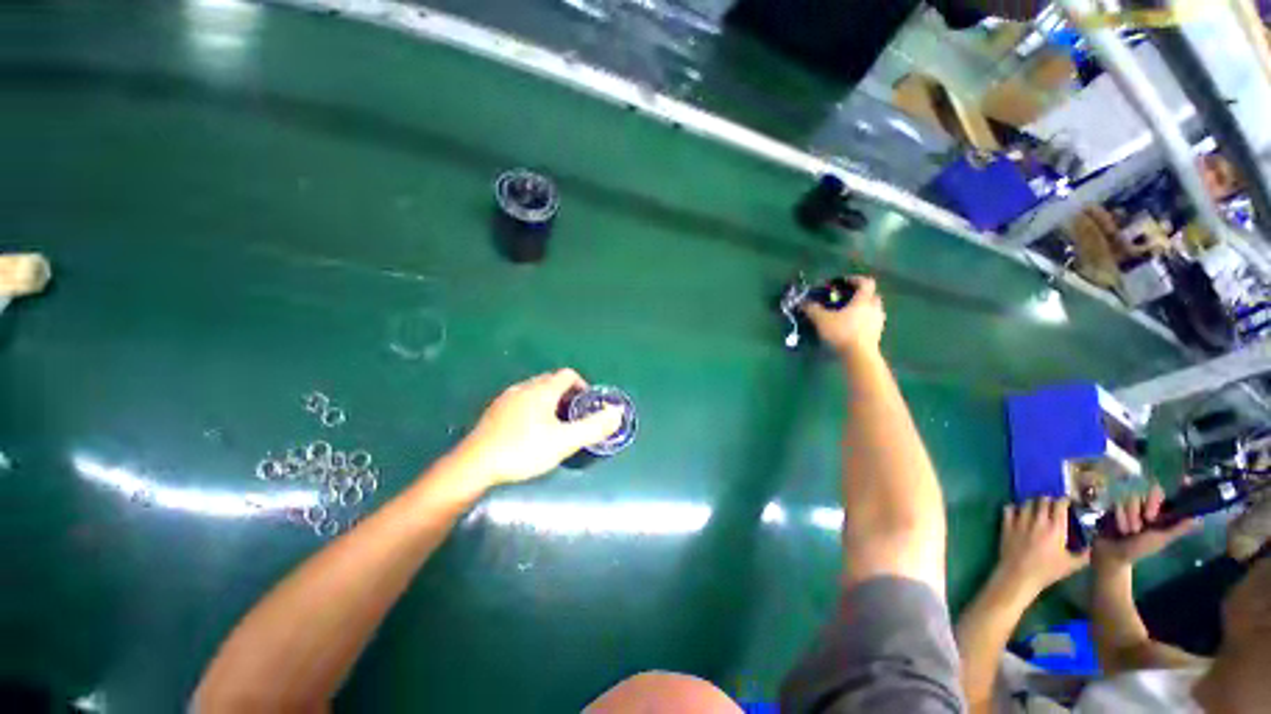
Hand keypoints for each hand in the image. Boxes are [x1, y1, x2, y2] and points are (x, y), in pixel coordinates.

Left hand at [452, 370, 623, 487]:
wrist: (474, 465)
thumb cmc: (523, 450)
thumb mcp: (564, 441)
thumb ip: (593, 426)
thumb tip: (617, 412)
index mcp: (542, 390)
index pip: (568, 375)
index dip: (582, 386)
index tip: (587, 406)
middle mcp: (524, 387)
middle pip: (552, 381)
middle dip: (567, 395)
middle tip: (573, 418)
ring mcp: (507, 398)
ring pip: (535, 391)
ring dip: (550, 402)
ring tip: (554, 426)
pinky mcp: (494, 411)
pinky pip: (521, 401)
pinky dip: (532, 409)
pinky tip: (529, 431)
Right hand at [804, 277, 884, 356]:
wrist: (859, 355)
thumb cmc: (842, 333)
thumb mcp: (822, 320)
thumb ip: (813, 309)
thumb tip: (803, 303)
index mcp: (863, 300)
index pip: (866, 283)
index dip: (855, 280)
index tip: (842, 283)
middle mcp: (874, 308)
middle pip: (871, 295)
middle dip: (859, 295)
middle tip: (845, 299)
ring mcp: (878, 321)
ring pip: (872, 309)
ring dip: (862, 308)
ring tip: (847, 314)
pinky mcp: (877, 334)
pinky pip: (871, 321)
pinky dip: (863, 320)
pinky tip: (851, 327)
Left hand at [996, 497, 1088, 596]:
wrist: (1020, 574)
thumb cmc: (1048, 570)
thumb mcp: (1071, 565)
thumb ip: (1084, 555)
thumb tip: (1093, 548)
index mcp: (1055, 528)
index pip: (1059, 505)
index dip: (1063, 500)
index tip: (1066, 500)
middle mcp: (1038, 521)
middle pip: (1042, 501)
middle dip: (1047, 499)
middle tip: (1050, 502)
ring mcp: (1020, 521)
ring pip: (1026, 503)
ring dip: (1031, 502)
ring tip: (1035, 506)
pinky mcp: (1007, 524)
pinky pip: (1008, 509)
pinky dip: (1013, 507)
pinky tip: (1016, 510)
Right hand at [1093, 483, 1199, 568]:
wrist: (1112, 553)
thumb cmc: (1139, 549)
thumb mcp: (1160, 539)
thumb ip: (1177, 528)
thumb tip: (1200, 518)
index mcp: (1163, 514)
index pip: (1174, 497)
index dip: (1181, 488)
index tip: (1186, 479)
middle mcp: (1149, 506)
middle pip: (1152, 492)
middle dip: (1149, 506)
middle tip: (1147, 519)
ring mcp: (1132, 506)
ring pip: (1134, 498)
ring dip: (1131, 516)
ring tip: (1129, 530)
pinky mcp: (1116, 505)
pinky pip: (1118, 502)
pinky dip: (1120, 516)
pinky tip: (1118, 526)